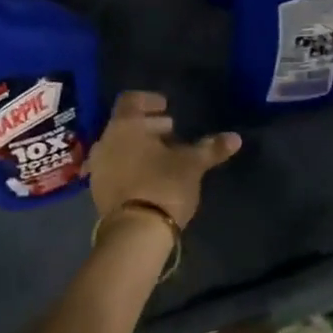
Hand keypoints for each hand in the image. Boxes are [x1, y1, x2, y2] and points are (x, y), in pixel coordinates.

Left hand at [87, 91, 240, 229]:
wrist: (135, 233)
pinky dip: (129, 165)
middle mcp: (105, 140)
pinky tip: (149, 176)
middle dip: (148, 125)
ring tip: (163, 156)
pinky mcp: (98, 190)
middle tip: (170, 132)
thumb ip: (210, 148)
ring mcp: (98, 167)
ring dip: (138, 146)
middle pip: (125, 124)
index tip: (166, 107)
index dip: (149, 100)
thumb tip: (235, 138)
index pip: (131, 100)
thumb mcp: (192, 165)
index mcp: (125, 126)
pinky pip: (114, 167)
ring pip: (118, 146)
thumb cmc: (163, 185)